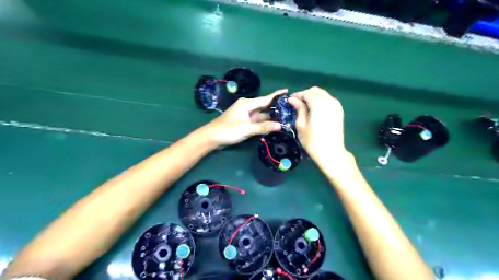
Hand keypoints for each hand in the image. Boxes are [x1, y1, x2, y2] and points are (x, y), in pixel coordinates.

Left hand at [204, 88, 286, 145]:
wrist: (211, 137)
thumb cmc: (228, 130)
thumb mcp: (246, 129)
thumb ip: (263, 127)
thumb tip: (280, 126)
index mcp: (247, 104)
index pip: (265, 99)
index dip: (277, 96)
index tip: (288, 92)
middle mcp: (247, 107)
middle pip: (264, 106)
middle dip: (276, 108)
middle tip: (290, 109)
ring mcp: (245, 115)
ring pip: (261, 114)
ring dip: (270, 117)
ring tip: (285, 117)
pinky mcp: (243, 122)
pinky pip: (256, 120)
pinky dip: (264, 122)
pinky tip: (273, 124)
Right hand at [289, 87, 347, 160]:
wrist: (331, 152)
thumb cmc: (312, 140)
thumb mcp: (301, 124)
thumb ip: (298, 109)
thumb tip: (292, 99)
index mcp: (318, 103)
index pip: (306, 93)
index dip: (297, 95)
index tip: (289, 100)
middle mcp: (329, 100)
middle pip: (315, 91)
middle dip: (305, 94)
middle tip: (297, 103)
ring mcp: (336, 105)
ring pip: (323, 94)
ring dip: (313, 97)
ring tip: (305, 106)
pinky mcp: (339, 111)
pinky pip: (328, 100)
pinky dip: (320, 101)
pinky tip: (315, 110)